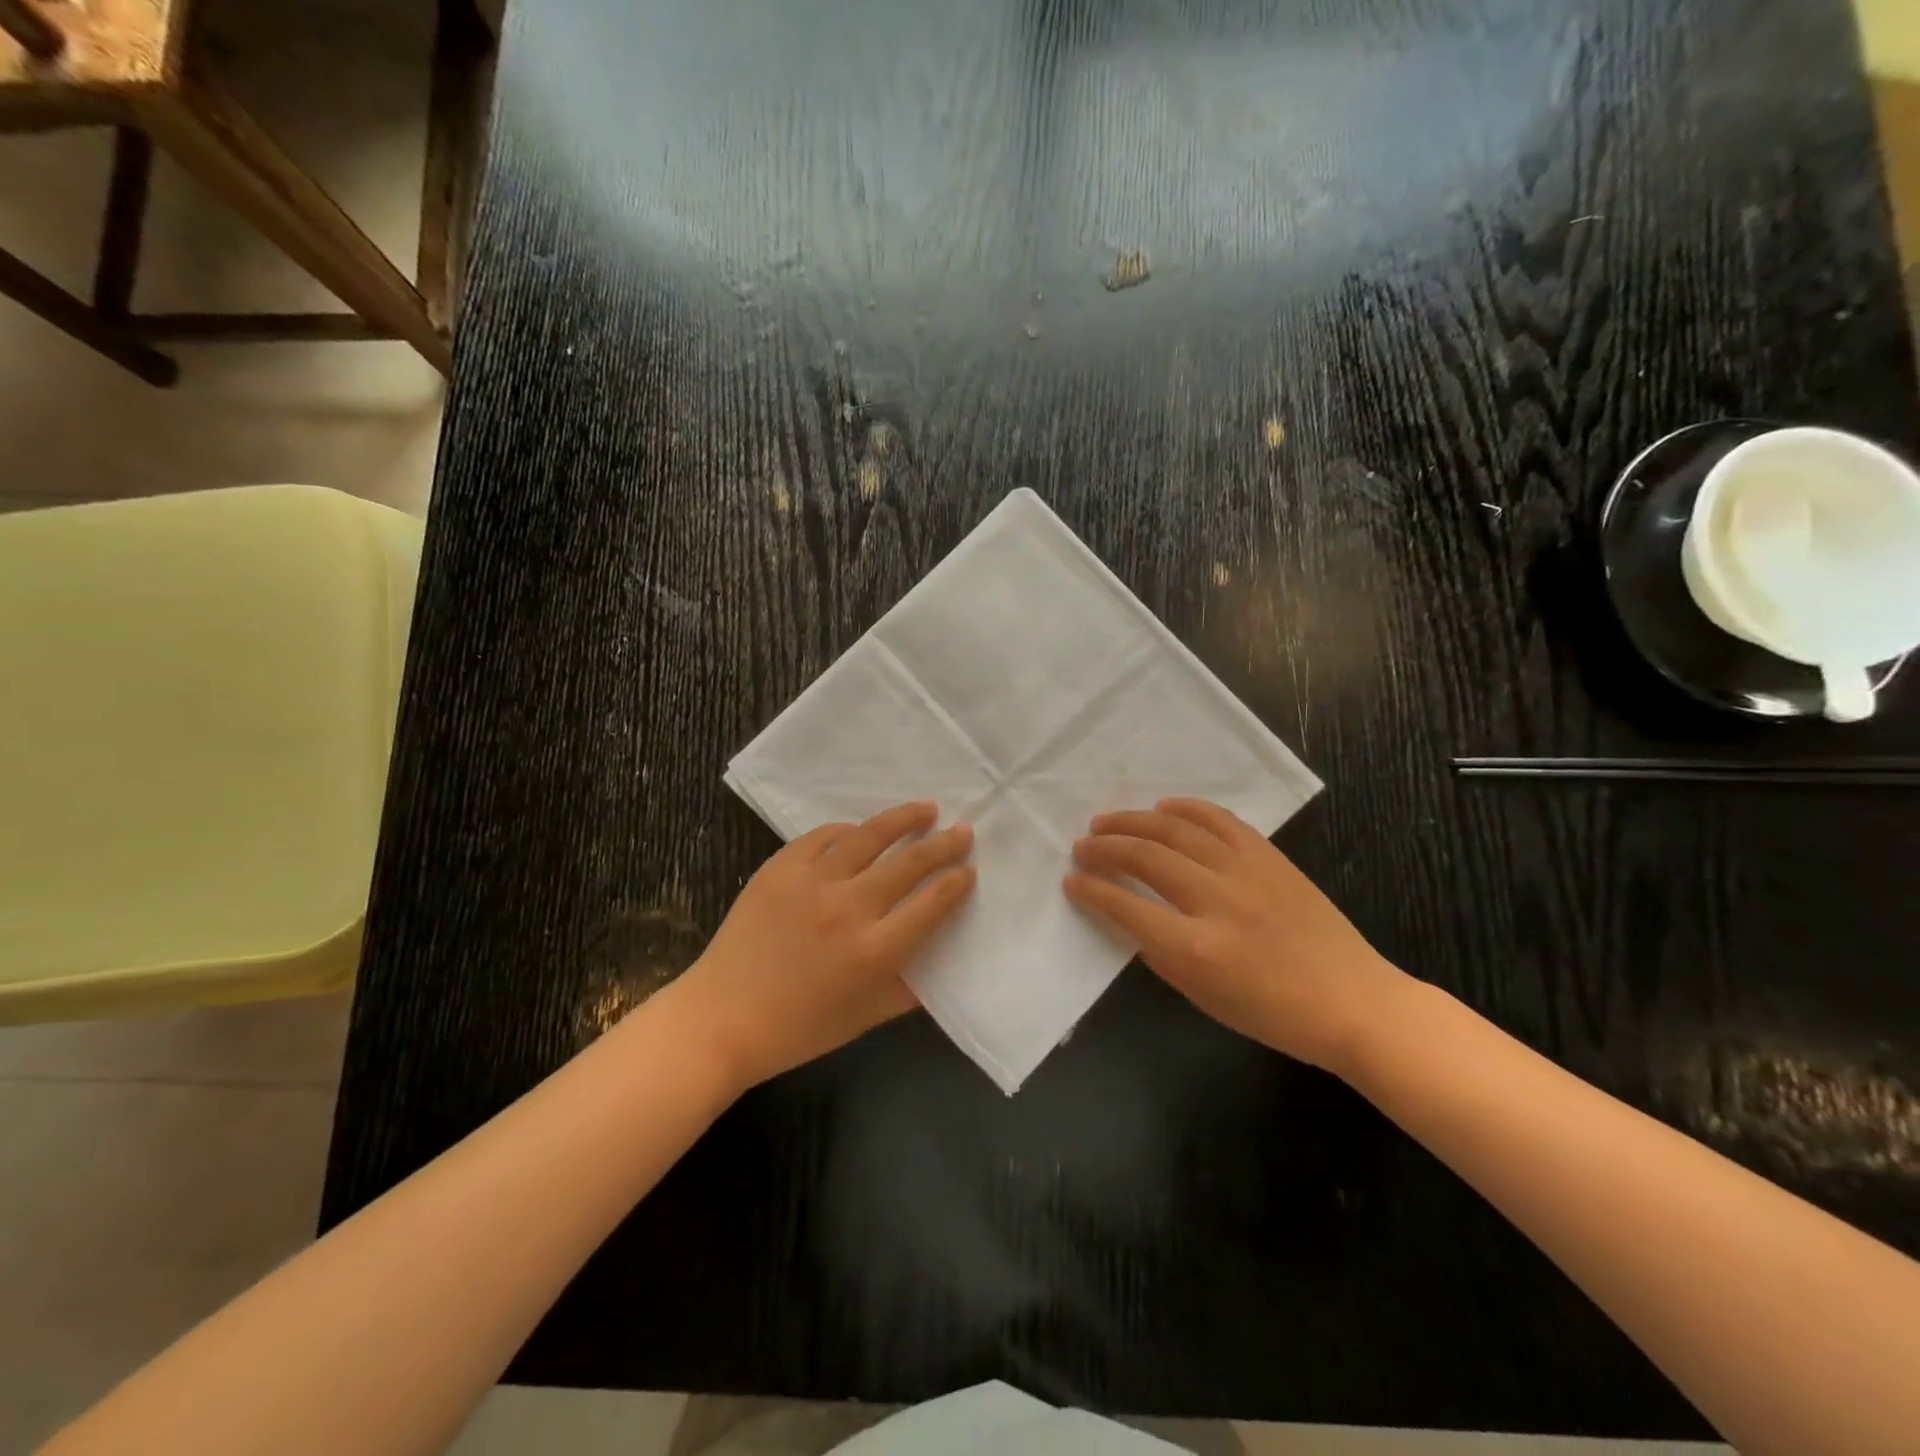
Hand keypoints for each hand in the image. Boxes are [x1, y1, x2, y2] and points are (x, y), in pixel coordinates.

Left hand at [672, 802, 974, 1089]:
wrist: (721, 1019)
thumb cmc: (799, 1029)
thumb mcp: (865, 1018)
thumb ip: (908, 989)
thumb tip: (938, 961)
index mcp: (874, 951)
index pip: (932, 905)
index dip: (957, 883)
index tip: (969, 870)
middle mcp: (848, 909)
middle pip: (910, 863)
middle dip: (944, 844)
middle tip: (963, 831)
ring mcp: (811, 883)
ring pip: (869, 837)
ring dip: (903, 819)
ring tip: (925, 809)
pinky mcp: (779, 868)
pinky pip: (822, 837)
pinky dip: (847, 831)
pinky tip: (859, 831)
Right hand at [1065, 798, 1402, 1070]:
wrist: (1353, 1001)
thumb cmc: (1274, 1014)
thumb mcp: (1205, 997)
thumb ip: (1161, 954)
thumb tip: (1131, 918)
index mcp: (1197, 949)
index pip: (1126, 908)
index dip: (1092, 891)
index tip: (1072, 880)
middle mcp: (1217, 901)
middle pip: (1146, 858)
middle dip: (1105, 848)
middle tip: (1081, 845)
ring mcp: (1246, 872)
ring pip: (1177, 830)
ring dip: (1134, 821)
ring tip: (1106, 821)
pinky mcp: (1269, 856)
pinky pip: (1219, 820)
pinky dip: (1187, 809)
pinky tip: (1163, 808)